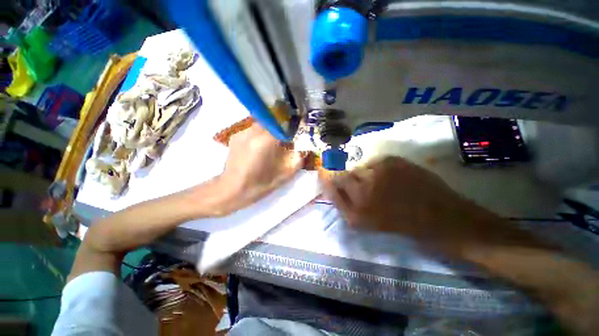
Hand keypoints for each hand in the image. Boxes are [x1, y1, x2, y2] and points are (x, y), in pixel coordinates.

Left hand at [214, 124, 305, 214]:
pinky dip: (260, 134)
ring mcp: (242, 133)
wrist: (232, 190)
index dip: (292, 125)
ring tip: (274, 143)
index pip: (283, 123)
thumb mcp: (285, 175)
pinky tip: (260, 147)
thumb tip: (304, 149)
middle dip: (281, 127)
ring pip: (262, 124)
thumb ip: (298, 159)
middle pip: (272, 121)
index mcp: (265, 141)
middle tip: (287, 137)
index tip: (297, 132)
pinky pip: (253, 130)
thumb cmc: (260, 184)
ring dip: (271, 130)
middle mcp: (252, 132)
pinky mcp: (236, 136)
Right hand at [323, 157, 531, 253]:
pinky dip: (377, 168)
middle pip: (340, 173)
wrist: (441, 218)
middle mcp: (362, 190)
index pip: (330, 185)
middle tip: (356, 181)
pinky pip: (374, 162)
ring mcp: (377, 173)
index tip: (323, 170)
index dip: (325, 176)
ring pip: (358, 167)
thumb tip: (331, 182)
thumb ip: (344, 203)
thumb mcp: (366, 223)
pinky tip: (391, 177)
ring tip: (379, 183)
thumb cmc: (401, 224)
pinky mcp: (392, 161)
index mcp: (355, 212)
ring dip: (363, 173)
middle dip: (342, 174)